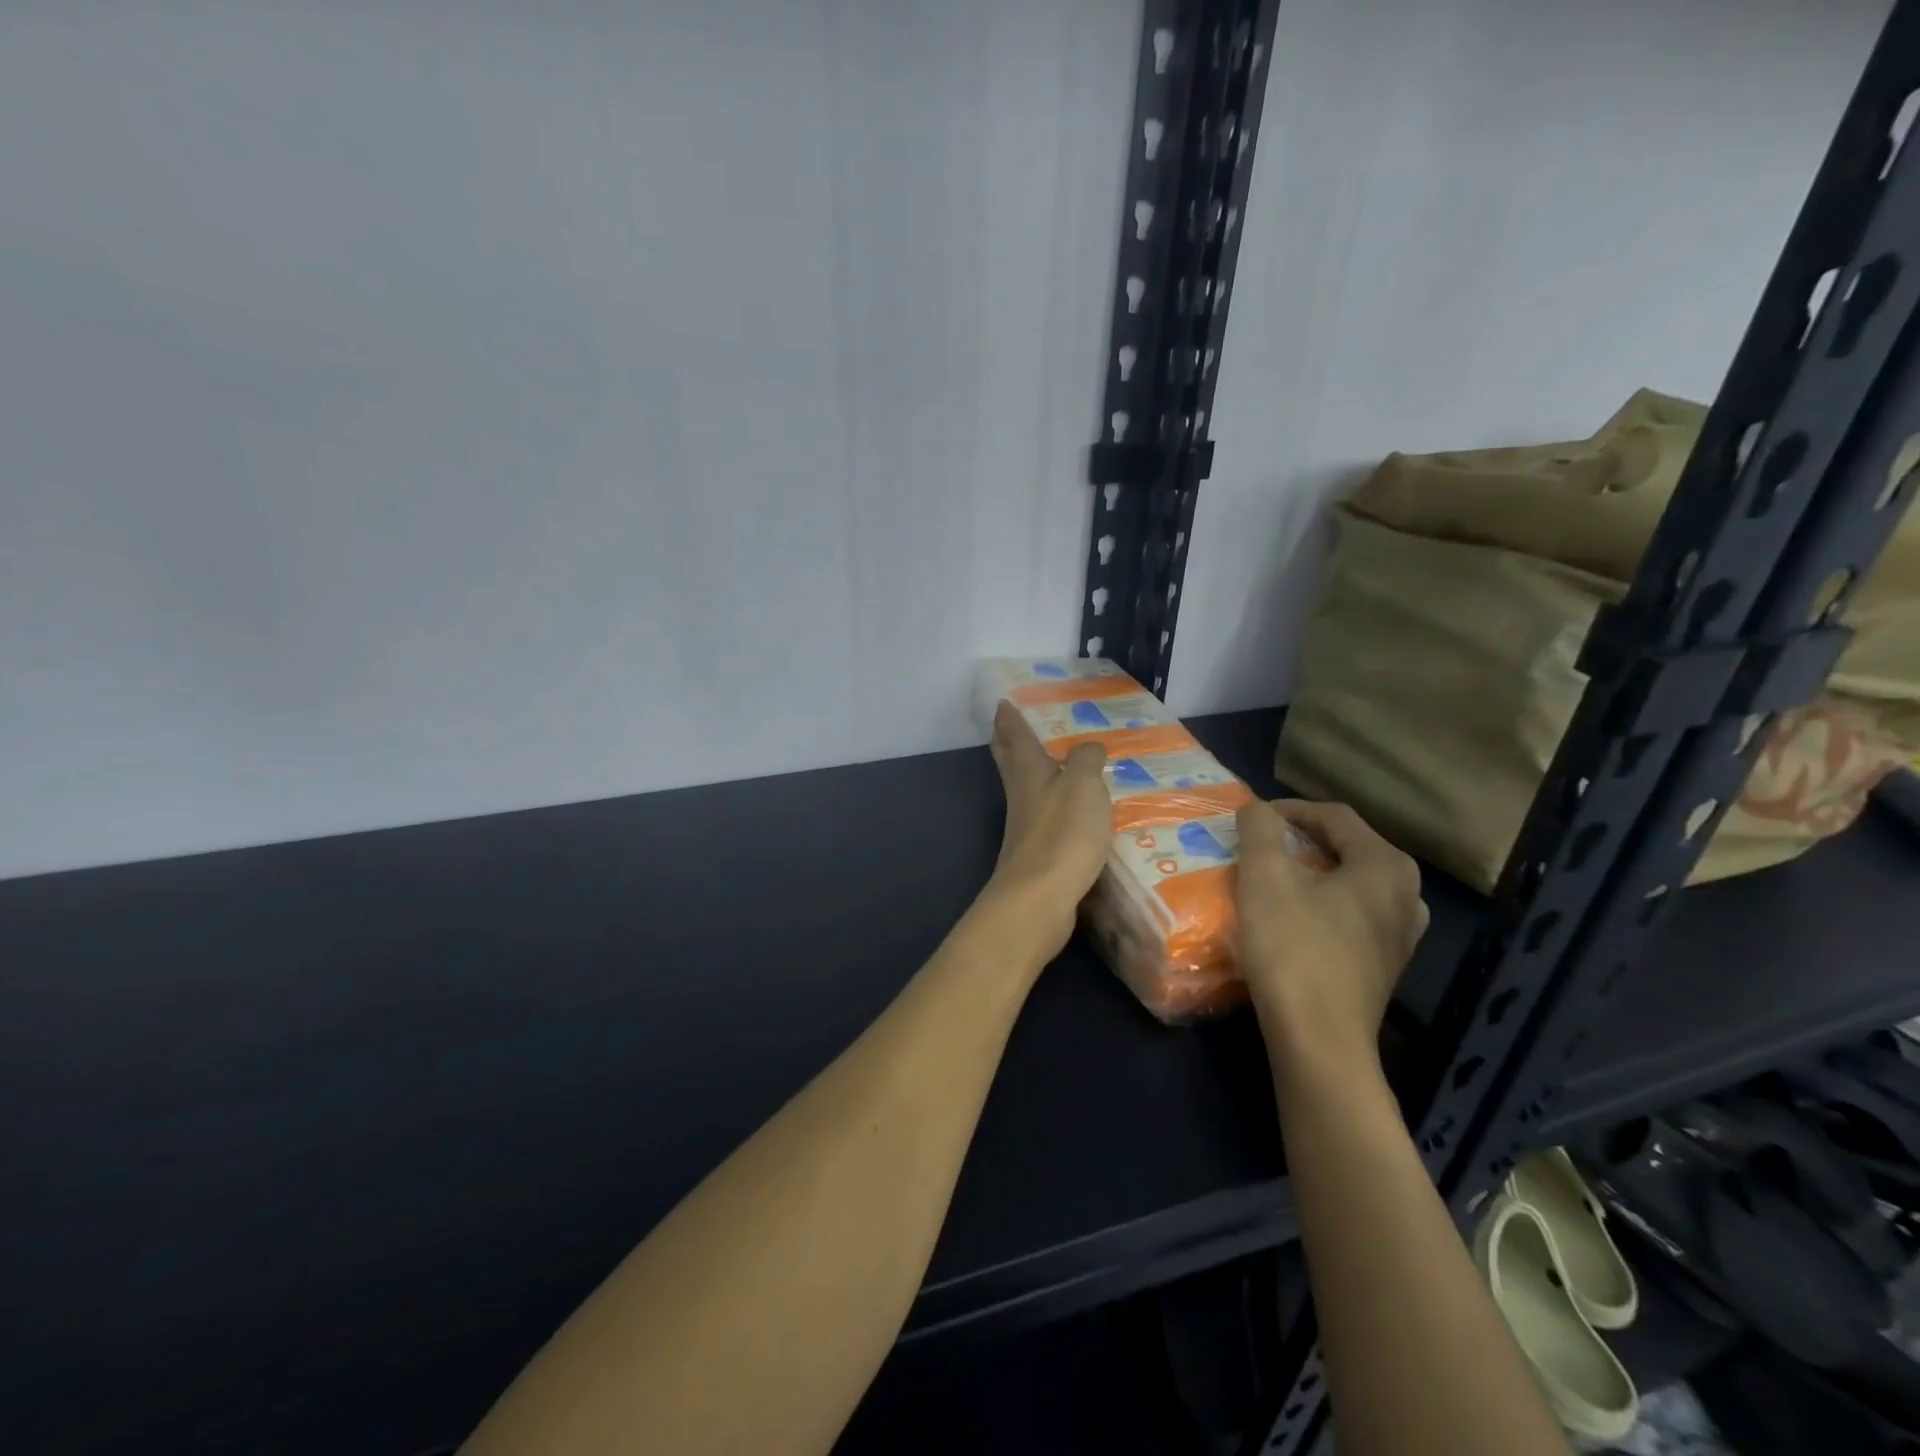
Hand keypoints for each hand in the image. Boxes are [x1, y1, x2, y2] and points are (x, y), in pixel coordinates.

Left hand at [984, 701, 1110, 956]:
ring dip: (1027, 772)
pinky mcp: (1035, 853)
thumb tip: (1088, 747)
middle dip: (1007, 741)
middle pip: (1009, 762)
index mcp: (1029, 772)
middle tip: (1006, 726)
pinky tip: (1062, 810)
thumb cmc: (1062, 833)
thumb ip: (1086, 761)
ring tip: (1044, 762)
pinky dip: (1046, 804)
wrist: (1040, 897)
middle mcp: (1021, 795)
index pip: (1016, 736)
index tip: (1002, 703)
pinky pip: (1040, 817)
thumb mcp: (1083, 785)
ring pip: (1022, 788)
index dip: (1010, 718)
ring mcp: (1025, 826)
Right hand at [1235, 799, 1428, 1073]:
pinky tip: (1290, 918)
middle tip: (1259, 845)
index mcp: (1385, 866)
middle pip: (1346, 848)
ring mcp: (1400, 934)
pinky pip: (1350, 915)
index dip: (1288, 810)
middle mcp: (1406, 894)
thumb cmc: (1293, 949)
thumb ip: (1260, 829)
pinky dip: (1320, 905)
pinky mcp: (1384, 964)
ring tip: (1272, 879)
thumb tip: (1258, 809)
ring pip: (1349, 883)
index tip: (1250, 818)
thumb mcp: (1264, 876)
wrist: (1319, 1041)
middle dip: (1299, 840)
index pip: (1334, 816)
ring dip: (1309, 873)